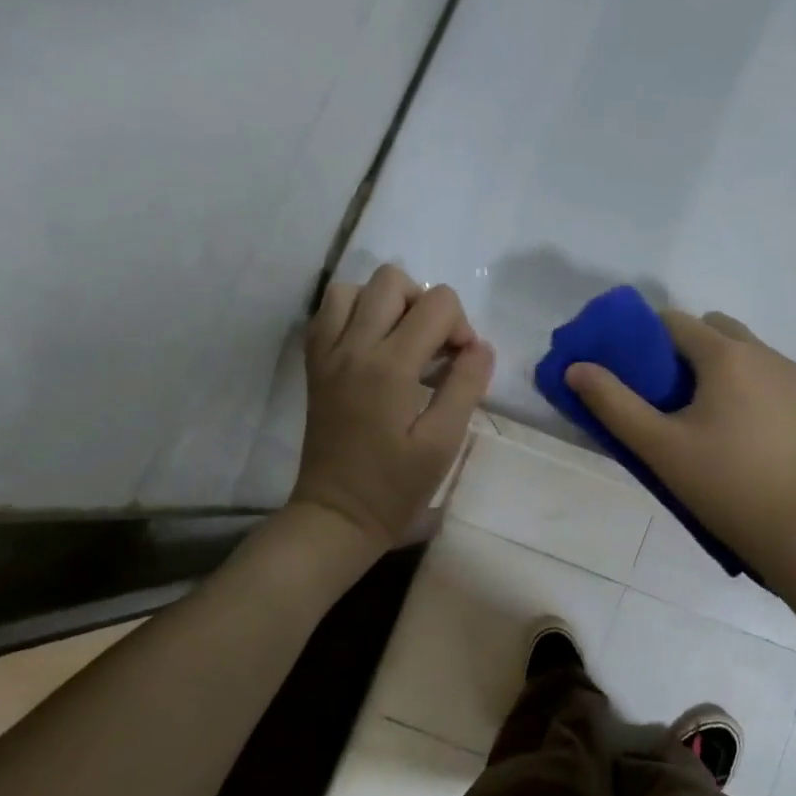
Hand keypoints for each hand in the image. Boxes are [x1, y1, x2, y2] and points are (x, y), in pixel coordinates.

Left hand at [290, 264, 494, 555]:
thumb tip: (480, 347)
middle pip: (393, 280)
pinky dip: (355, 313)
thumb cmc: (396, 485)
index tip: (462, 364)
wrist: (338, 514)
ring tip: (402, 341)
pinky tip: (373, 345)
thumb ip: (466, 386)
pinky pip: (329, 311)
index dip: (461, 327)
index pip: (438, 303)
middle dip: (426, 305)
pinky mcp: (314, 364)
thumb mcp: (444, 441)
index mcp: (390, 366)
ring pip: (355, 288)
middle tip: (434, 348)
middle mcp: (353, 346)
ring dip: (387, 304)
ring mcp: (327, 352)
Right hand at [566, 310, 795, 575]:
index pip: (676, 322)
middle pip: (718, 328)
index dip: (651, 340)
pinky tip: (757, 435)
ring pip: (753, 353)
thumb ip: (613, 403)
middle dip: (692, 348)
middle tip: (678, 398)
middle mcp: (767, 353)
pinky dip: (762, 390)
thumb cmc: (724, 486)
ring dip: (730, 369)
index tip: (642, 373)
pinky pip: (780, 379)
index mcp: (726, 356)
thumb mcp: (659, 448)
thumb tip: (576, 367)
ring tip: (720, 421)